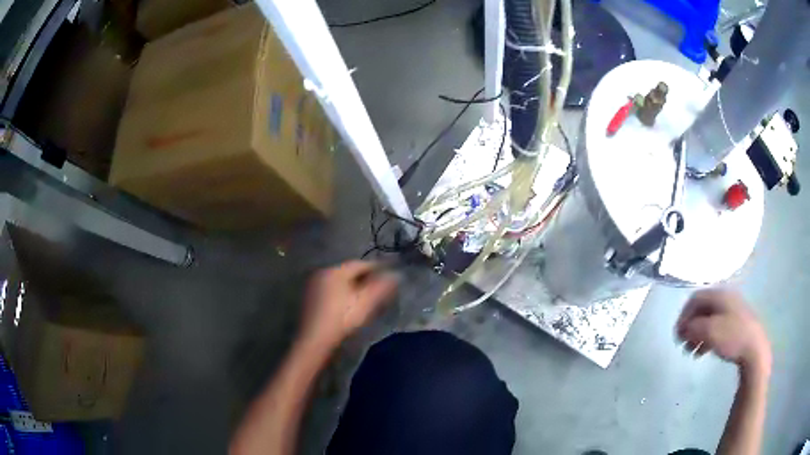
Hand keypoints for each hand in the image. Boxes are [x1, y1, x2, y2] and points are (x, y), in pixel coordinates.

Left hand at [301, 261, 397, 348]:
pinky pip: (330, 289)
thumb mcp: (365, 303)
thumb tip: (395, 275)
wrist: (315, 339)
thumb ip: (382, 287)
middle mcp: (322, 272)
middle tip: (378, 287)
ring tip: (365, 296)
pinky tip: (347, 303)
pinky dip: (340, 292)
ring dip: (352, 285)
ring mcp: (313, 284)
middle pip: (348, 271)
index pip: (360, 264)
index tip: (387, 276)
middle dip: (364, 277)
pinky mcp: (309, 296)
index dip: (376, 269)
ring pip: (338, 280)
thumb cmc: (342, 319)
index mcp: (336, 270)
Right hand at [676, 288, 770, 375]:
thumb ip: (693, 327)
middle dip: (690, 327)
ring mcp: (732, 311)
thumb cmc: (732, 337)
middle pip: (702, 309)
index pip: (695, 298)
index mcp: (720, 295)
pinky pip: (716, 328)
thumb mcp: (709, 332)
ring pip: (709, 320)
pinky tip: (701, 353)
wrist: (754, 349)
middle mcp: (725, 299)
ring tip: (690, 351)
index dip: (684, 315)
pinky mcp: (736, 324)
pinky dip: (706, 339)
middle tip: (682, 343)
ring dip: (696, 335)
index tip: (677, 333)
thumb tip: (683, 328)